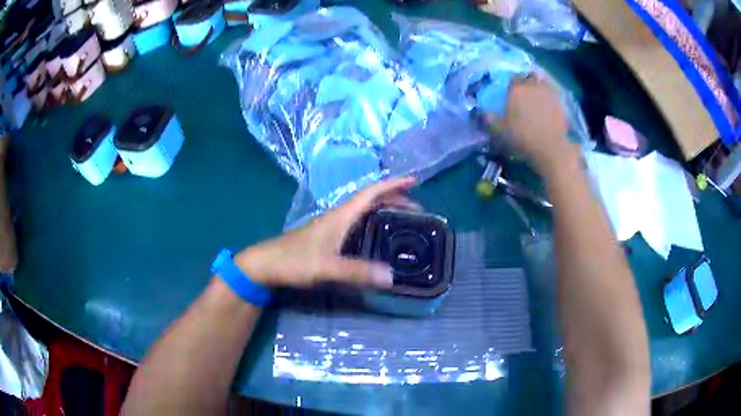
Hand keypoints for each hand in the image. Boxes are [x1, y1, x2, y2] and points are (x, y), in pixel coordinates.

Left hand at [234, 177, 417, 288]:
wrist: (265, 264)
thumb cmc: (294, 260)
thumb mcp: (327, 267)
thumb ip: (357, 272)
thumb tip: (391, 277)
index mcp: (340, 216)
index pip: (370, 193)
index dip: (392, 184)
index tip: (413, 180)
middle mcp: (337, 216)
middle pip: (370, 200)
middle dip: (393, 199)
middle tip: (416, 209)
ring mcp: (331, 225)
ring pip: (363, 211)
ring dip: (383, 210)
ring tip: (402, 219)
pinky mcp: (326, 236)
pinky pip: (356, 222)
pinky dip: (372, 222)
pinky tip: (375, 236)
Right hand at [485, 75, 575, 171]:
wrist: (550, 149)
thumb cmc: (522, 137)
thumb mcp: (499, 131)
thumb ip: (489, 119)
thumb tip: (481, 112)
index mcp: (516, 89)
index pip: (513, 78)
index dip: (512, 84)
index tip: (511, 91)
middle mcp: (533, 86)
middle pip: (530, 77)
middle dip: (528, 81)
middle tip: (526, 92)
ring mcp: (549, 93)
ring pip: (544, 83)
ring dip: (540, 86)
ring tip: (538, 97)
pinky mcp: (561, 104)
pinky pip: (554, 95)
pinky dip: (551, 98)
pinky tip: (549, 107)